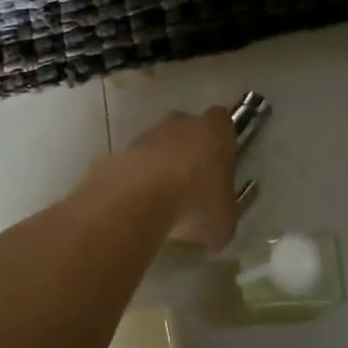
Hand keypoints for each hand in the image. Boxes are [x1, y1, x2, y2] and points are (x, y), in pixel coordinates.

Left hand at [99, 107, 239, 250]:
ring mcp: (149, 134)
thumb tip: (219, 225)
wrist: (141, 195)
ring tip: (166, 202)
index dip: (223, 141)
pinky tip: (143, 205)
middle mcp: (182, 123)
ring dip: (163, 166)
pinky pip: (138, 163)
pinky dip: (141, 179)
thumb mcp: (224, 220)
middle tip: (195, 185)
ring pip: (161, 145)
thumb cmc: (196, 200)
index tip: (223, 163)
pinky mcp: (123, 150)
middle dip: (191, 152)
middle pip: (189, 131)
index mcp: (215, 131)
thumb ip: (224, 215)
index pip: (223, 122)